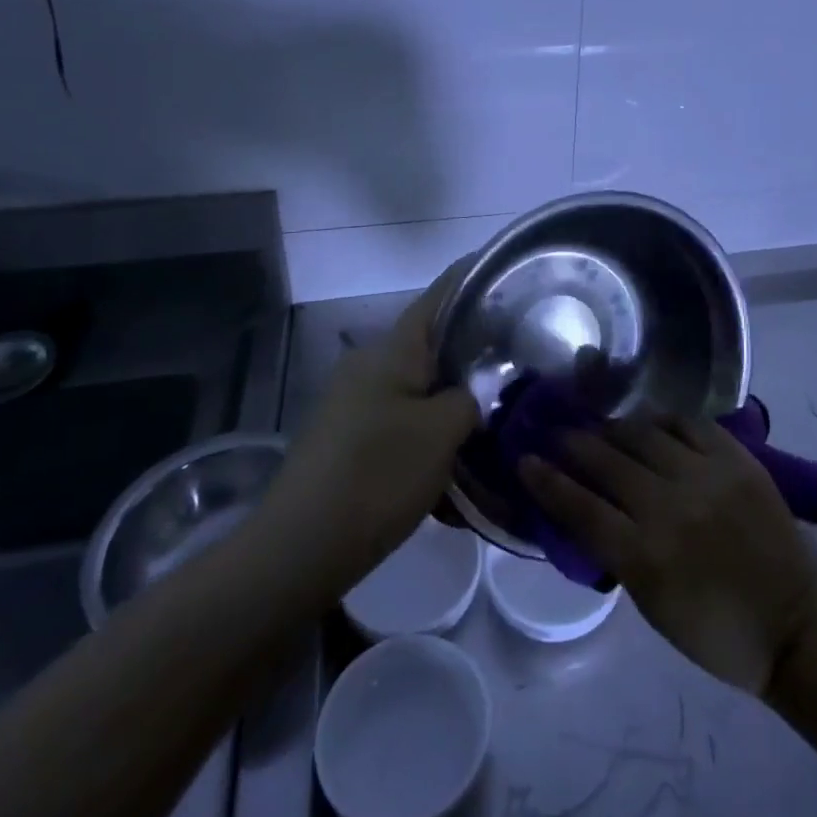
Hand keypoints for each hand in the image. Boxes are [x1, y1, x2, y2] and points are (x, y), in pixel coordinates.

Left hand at [262, 264, 478, 599]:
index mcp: (393, 350)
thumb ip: (469, 398)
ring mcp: (355, 402)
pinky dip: (430, 433)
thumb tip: (473, 392)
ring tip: (494, 415)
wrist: (299, 548)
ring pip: (419, 386)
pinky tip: (455, 465)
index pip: (440, 295)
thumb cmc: (377, 475)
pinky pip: (401, 421)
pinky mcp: (348, 437)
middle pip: (432, 342)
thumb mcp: (441, 432)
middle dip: (473, 347)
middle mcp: (370, 365)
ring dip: (453, 399)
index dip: (473, 275)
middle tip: (518, 356)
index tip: (508, 268)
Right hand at [520, 419, 816, 693]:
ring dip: (614, 428)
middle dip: (574, 445)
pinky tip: (649, 420)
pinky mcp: (736, 458)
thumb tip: (585, 509)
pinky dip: (662, 420)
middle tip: (557, 433)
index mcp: (645, 557)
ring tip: (600, 424)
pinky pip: (688, 424)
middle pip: (607, 463)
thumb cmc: (716, 631)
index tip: (525, 460)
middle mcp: (670, 507)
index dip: (547, 481)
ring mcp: (706, 476)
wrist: (794, 620)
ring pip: (644, 435)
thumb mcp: (652, 605)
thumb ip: (617, 552)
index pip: (580, 508)